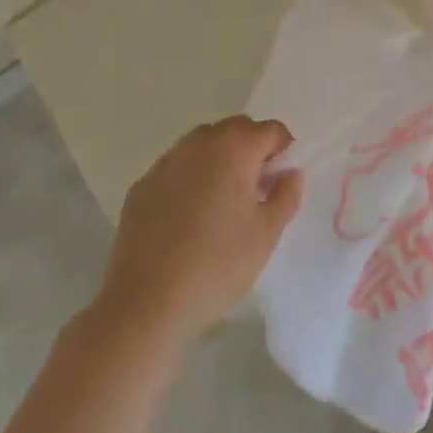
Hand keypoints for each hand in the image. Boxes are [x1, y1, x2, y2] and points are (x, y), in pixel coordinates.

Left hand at [95, 116, 303, 347]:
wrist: (146, 303)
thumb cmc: (218, 265)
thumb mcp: (267, 234)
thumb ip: (286, 195)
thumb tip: (289, 173)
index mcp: (235, 148)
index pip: (271, 130)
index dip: (283, 152)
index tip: (279, 184)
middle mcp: (199, 143)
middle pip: (236, 129)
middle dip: (251, 150)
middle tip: (255, 191)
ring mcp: (166, 162)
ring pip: (203, 145)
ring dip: (219, 160)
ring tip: (220, 204)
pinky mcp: (142, 185)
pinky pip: (176, 168)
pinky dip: (189, 179)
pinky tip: (187, 219)